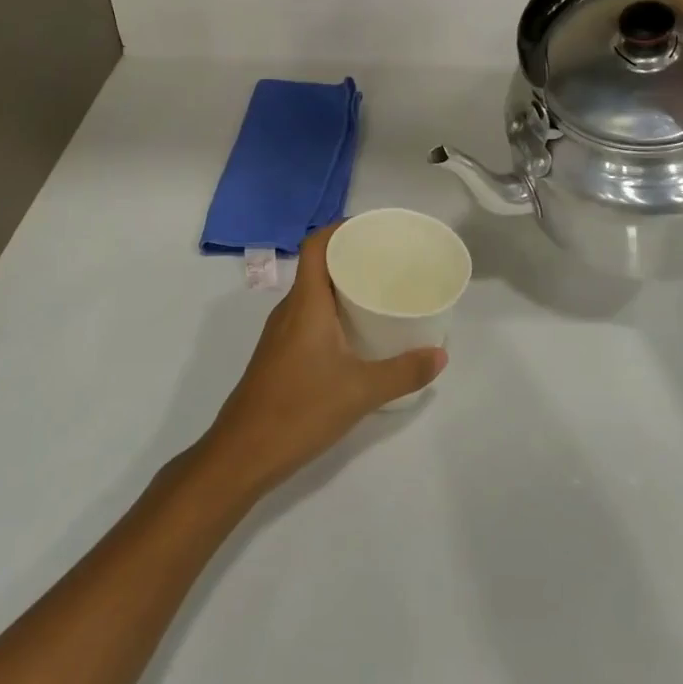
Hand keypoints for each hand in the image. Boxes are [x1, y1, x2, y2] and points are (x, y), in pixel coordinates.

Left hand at [197, 225, 444, 500]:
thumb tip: (441, 355)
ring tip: (378, 292)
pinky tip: (355, 334)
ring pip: (312, 295)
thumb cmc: (299, 410)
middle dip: (350, 258)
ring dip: (341, 287)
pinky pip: (307, 317)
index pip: (316, 246)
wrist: (242, 454)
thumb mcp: (361, 392)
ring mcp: (280, 334)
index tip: (373, 230)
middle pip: (316, 267)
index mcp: (305, 304)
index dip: (340, 229)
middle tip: (388, 262)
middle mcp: (289, 310)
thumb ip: (404, 372)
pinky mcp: (279, 356)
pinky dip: (331, 312)